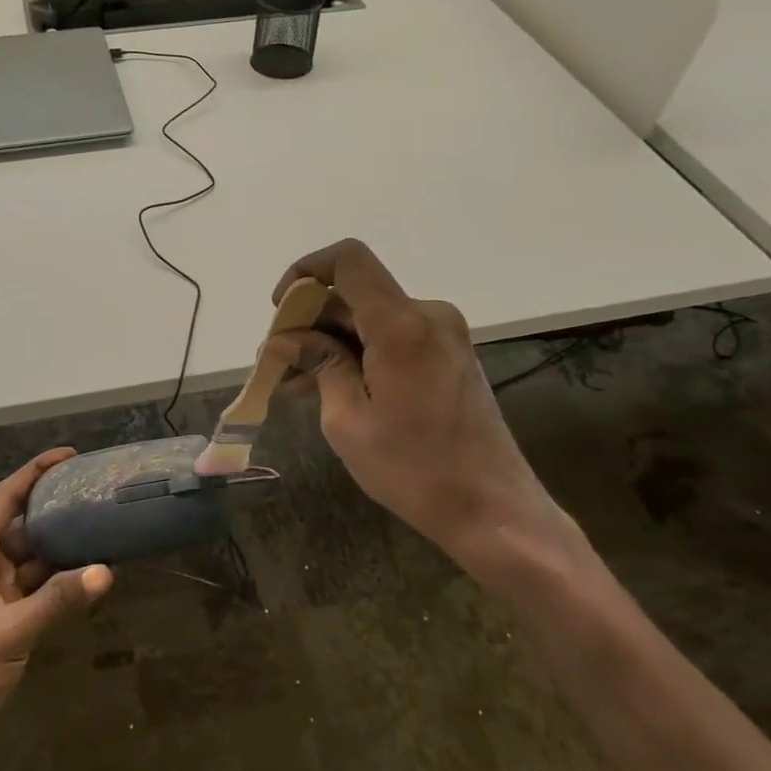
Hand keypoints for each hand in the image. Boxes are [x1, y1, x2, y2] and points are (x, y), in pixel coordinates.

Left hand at [0, 448, 112, 769]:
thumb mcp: (4, 635)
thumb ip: (55, 602)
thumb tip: (105, 571)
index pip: (2, 499)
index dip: (34, 473)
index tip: (70, 454)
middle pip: (20, 526)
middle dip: (55, 510)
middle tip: (97, 493)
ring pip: (30, 559)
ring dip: (61, 548)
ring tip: (102, 527)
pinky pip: (33, 590)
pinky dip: (58, 582)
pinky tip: (89, 574)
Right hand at [269, 240, 582, 587]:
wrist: (493, 510)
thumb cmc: (414, 469)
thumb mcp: (348, 420)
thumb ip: (320, 365)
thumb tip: (287, 340)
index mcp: (401, 324)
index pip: (348, 261)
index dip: (307, 271)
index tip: (282, 311)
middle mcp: (428, 316)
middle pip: (356, 295)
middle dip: (311, 322)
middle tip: (277, 362)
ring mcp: (444, 335)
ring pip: (371, 320)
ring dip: (332, 343)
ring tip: (296, 383)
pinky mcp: (450, 356)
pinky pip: (393, 339)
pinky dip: (360, 354)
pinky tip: (332, 387)